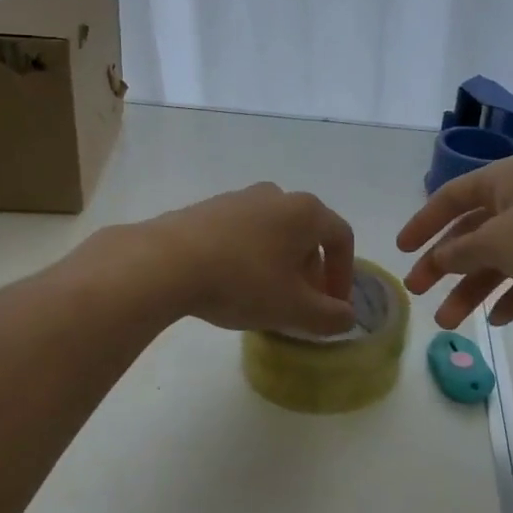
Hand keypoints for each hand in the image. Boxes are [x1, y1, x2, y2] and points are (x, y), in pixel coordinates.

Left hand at [133, 183, 356, 335]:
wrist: (166, 262)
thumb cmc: (242, 281)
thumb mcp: (293, 309)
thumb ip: (329, 316)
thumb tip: (347, 317)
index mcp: (305, 211)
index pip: (341, 238)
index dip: (344, 274)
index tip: (334, 305)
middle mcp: (276, 195)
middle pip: (307, 233)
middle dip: (311, 271)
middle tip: (302, 304)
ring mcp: (239, 198)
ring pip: (273, 232)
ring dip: (280, 263)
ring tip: (266, 296)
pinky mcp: (208, 208)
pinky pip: (243, 232)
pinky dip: (250, 256)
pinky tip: (232, 283)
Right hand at [397, 158, 512, 328]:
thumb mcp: (497, 240)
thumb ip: (461, 252)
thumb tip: (439, 260)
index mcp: (503, 181)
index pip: (451, 197)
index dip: (424, 222)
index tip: (401, 250)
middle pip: (471, 233)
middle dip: (444, 264)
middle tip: (418, 292)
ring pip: (498, 260)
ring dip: (472, 289)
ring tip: (450, 323)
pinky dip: (511, 296)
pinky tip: (499, 318)